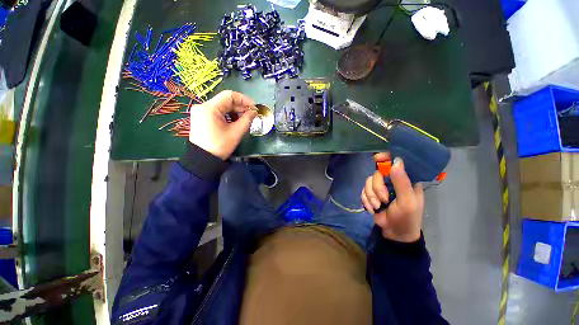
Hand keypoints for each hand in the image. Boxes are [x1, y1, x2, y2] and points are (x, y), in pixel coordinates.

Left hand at [189, 90, 256, 159]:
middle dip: (240, 107)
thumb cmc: (220, 146)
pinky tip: (235, 122)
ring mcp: (200, 112)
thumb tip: (254, 112)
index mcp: (209, 108)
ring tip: (244, 119)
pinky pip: (217, 112)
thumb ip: (247, 119)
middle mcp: (203, 106)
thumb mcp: (236, 132)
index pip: (229, 96)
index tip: (254, 107)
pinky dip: (227, 115)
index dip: (244, 99)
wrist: (203, 159)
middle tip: (251, 115)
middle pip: (225, 101)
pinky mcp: (201, 118)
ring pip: (222, 106)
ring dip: (234, 111)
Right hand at [361, 153, 423, 242]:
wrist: (395, 233)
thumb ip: (402, 182)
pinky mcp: (371, 194)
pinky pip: (363, 190)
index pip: (395, 162)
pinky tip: (372, 208)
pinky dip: (366, 200)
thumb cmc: (407, 218)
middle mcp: (392, 180)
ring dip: (371, 196)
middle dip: (377, 188)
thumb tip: (396, 161)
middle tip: (383, 200)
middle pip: (377, 173)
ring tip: (378, 207)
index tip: (377, 159)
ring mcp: (381, 187)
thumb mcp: (407, 202)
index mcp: (405, 179)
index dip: (386, 158)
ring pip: (368, 182)